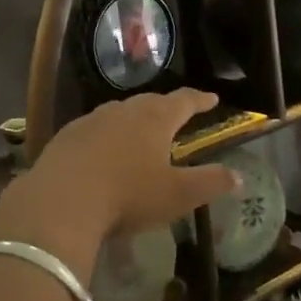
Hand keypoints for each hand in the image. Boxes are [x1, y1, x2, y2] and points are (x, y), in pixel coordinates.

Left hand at [0, 90, 238, 276]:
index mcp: (155, 119)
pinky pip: (94, 128)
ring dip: (133, 118)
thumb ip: (210, 183)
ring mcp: (91, 121)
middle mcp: (124, 111)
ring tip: (140, 130)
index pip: (184, 101)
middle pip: (150, 102)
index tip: (212, 98)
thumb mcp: (177, 195)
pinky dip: (106, 134)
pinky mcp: (66, 136)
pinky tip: (102, 150)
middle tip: (176, 113)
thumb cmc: (127, 195)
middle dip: (166, 106)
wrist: (61, 202)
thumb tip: (239, 176)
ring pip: (119, 112)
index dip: (200, 100)